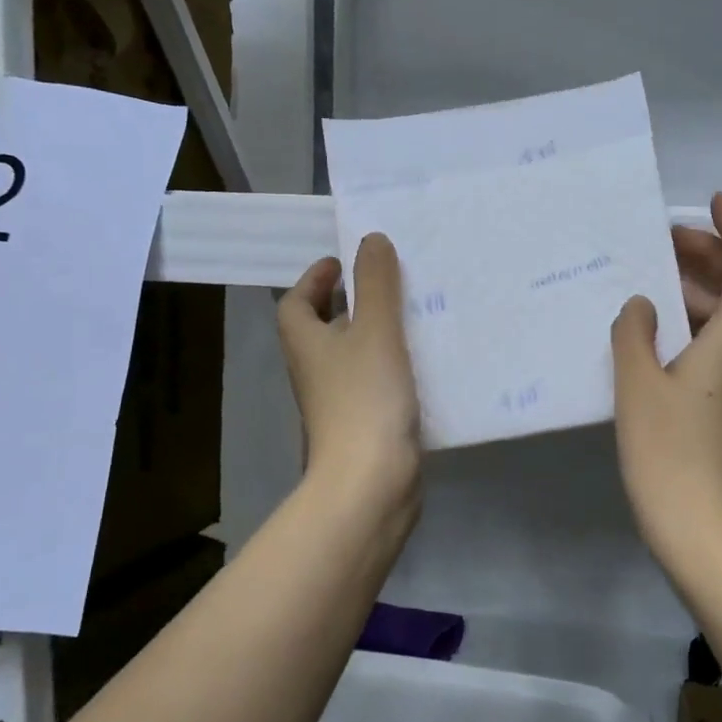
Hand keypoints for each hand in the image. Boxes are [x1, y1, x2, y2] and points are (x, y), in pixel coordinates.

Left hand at [277, 233, 421, 524]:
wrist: (371, 481)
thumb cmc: (365, 398)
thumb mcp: (374, 330)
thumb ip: (375, 284)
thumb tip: (370, 240)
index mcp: (305, 343)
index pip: (295, 302)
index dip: (315, 279)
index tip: (346, 262)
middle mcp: (315, 371)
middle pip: (323, 327)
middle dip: (351, 302)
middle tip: (388, 283)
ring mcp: (338, 401)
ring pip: (353, 355)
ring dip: (376, 333)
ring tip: (414, 313)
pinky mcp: (364, 424)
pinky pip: (375, 381)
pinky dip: (393, 365)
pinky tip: (425, 360)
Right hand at [611, 193, 721, 566]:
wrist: (696, 524)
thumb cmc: (667, 452)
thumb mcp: (638, 385)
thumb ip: (634, 334)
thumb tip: (640, 305)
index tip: (711, 203)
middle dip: (713, 253)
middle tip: (665, 239)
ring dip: (699, 286)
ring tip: (651, 276)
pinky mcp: (718, 401)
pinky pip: (712, 341)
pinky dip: (689, 319)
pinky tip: (649, 328)